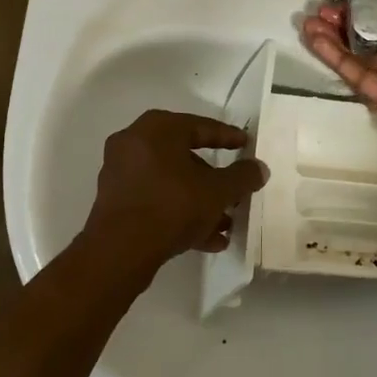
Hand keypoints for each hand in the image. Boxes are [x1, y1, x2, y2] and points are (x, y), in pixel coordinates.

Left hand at [81, 110, 268, 272]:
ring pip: (171, 182)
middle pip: (185, 157)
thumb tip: (260, 168)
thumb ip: (242, 177)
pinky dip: (179, 213)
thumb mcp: (217, 191)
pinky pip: (156, 200)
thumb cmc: (172, 206)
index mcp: (157, 128)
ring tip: (226, 223)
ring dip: (199, 201)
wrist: (120, 250)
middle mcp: (134, 143)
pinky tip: (208, 240)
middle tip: (236, 191)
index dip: (228, 137)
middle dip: (214, 179)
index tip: (246, 144)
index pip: (201, 126)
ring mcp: (121, 172)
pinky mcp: (116, 201)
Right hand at [302, 6, 376, 179]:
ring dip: (335, 37)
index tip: (350, 4)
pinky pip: (355, 74)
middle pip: (374, 36)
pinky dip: (334, 57)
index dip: (373, 13)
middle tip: (322, 11)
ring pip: (360, 54)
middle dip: (348, 23)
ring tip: (309, 22)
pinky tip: (314, 41)